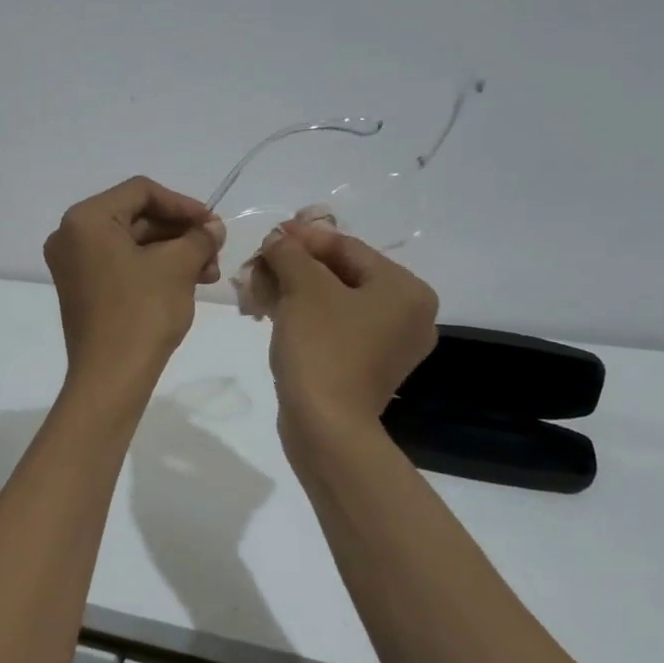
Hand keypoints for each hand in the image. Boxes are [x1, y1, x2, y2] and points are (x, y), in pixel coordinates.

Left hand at [43, 177, 223, 382]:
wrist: (111, 377)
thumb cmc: (142, 313)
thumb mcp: (178, 267)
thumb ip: (199, 237)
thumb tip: (212, 228)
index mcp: (86, 219)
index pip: (141, 191)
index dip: (183, 205)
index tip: (213, 225)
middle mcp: (70, 235)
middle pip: (136, 217)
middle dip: (180, 233)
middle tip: (215, 252)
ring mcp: (73, 264)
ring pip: (132, 243)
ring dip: (172, 252)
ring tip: (208, 273)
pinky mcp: (81, 288)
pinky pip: (121, 264)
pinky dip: (153, 268)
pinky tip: (187, 282)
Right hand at [253, 219, 439, 424]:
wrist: (326, 427)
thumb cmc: (322, 348)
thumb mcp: (303, 288)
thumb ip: (291, 253)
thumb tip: (279, 239)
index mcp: (405, 290)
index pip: (348, 248)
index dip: (304, 238)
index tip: (269, 235)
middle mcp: (407, 315)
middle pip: (341, 275)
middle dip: (294, 267)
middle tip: (258, 263)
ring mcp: (387, 345)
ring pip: (333, 302)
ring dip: (292, 290)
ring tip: (256, 288)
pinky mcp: (365, 368)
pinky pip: (334, 328)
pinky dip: (303, 316)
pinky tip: (269, 311)